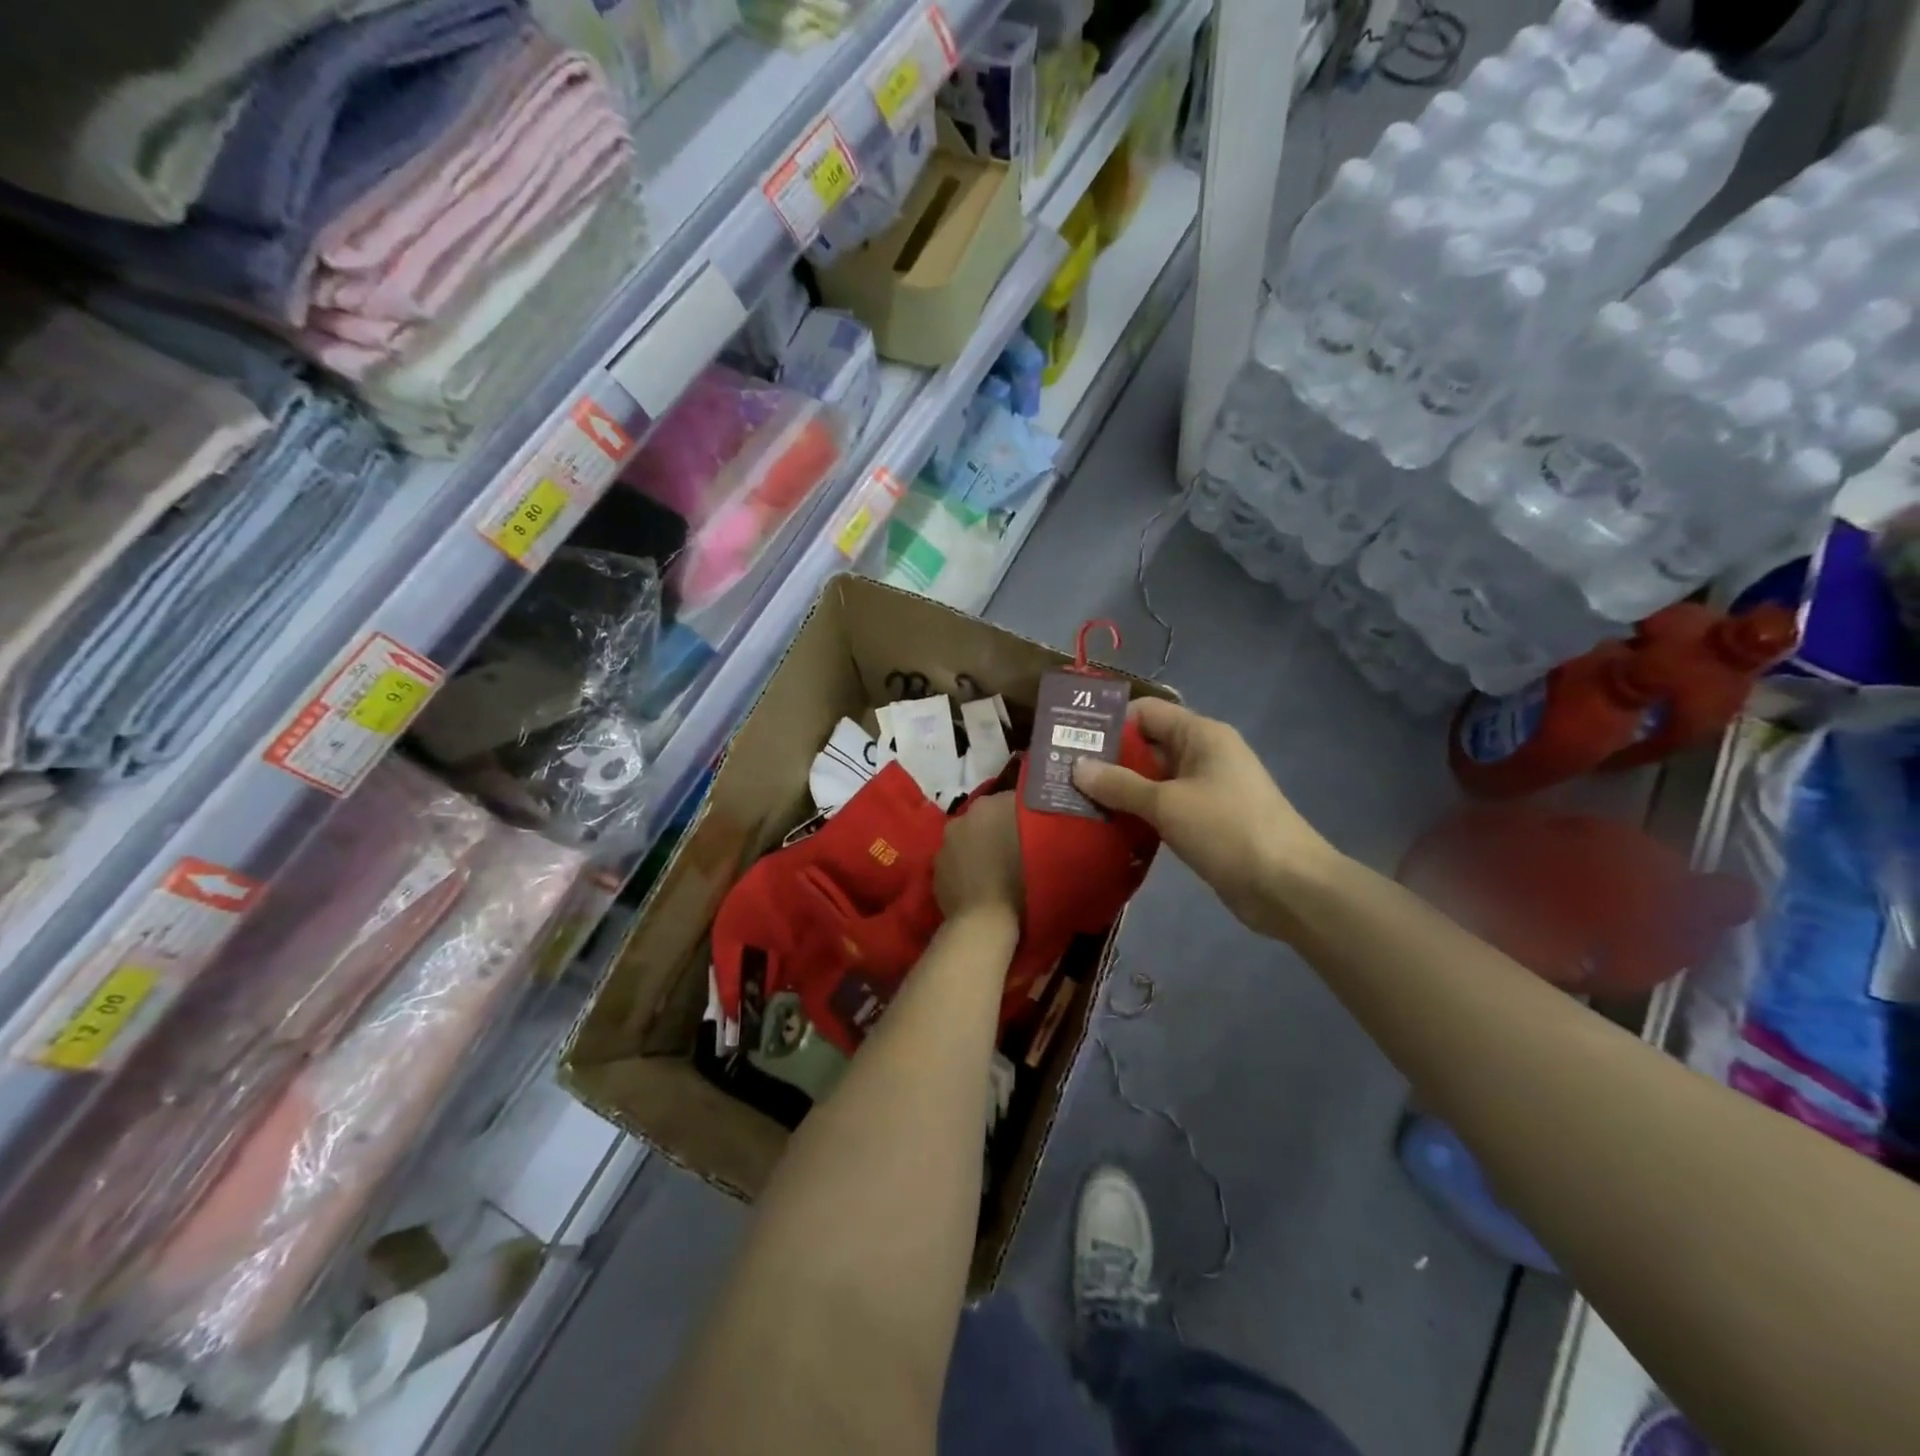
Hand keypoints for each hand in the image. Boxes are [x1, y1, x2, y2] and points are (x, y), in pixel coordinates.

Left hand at [935, 792, 1024, 927]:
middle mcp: (962, 817)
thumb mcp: (1041, 845)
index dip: (1023, 816)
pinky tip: (979, 885)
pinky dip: (965, 869)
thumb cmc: (1020, 882)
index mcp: (989, 805)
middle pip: (985, 818)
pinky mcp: (935, 870)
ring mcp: (944, 844)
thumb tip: (1032, 817)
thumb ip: (1035, 823)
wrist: (983, 922)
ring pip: (967, 839)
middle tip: (1017, 851)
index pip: (1011, 801)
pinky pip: (955, 862)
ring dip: (979, 848)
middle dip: (998, 829)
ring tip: (997, 871)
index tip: (1034, 832)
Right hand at [1072, 698, 1342, 942]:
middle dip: (1107, 758)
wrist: (1287, 886)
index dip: (1109, 722)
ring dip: (1119, 789)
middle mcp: (1203, 754)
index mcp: (1201, 735)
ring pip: (1152, 779)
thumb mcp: (1168, 804)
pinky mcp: (1206, 820)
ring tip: (1074, 800)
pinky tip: (1106, 825)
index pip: (1146, 712)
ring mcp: (1206, 789)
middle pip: (1147, 745)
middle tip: (1061, 773)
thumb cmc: (1228, 830)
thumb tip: (1077, 766)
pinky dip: (1137, 812)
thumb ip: (1120, 785)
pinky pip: (1163, 806)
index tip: (1069, 739)